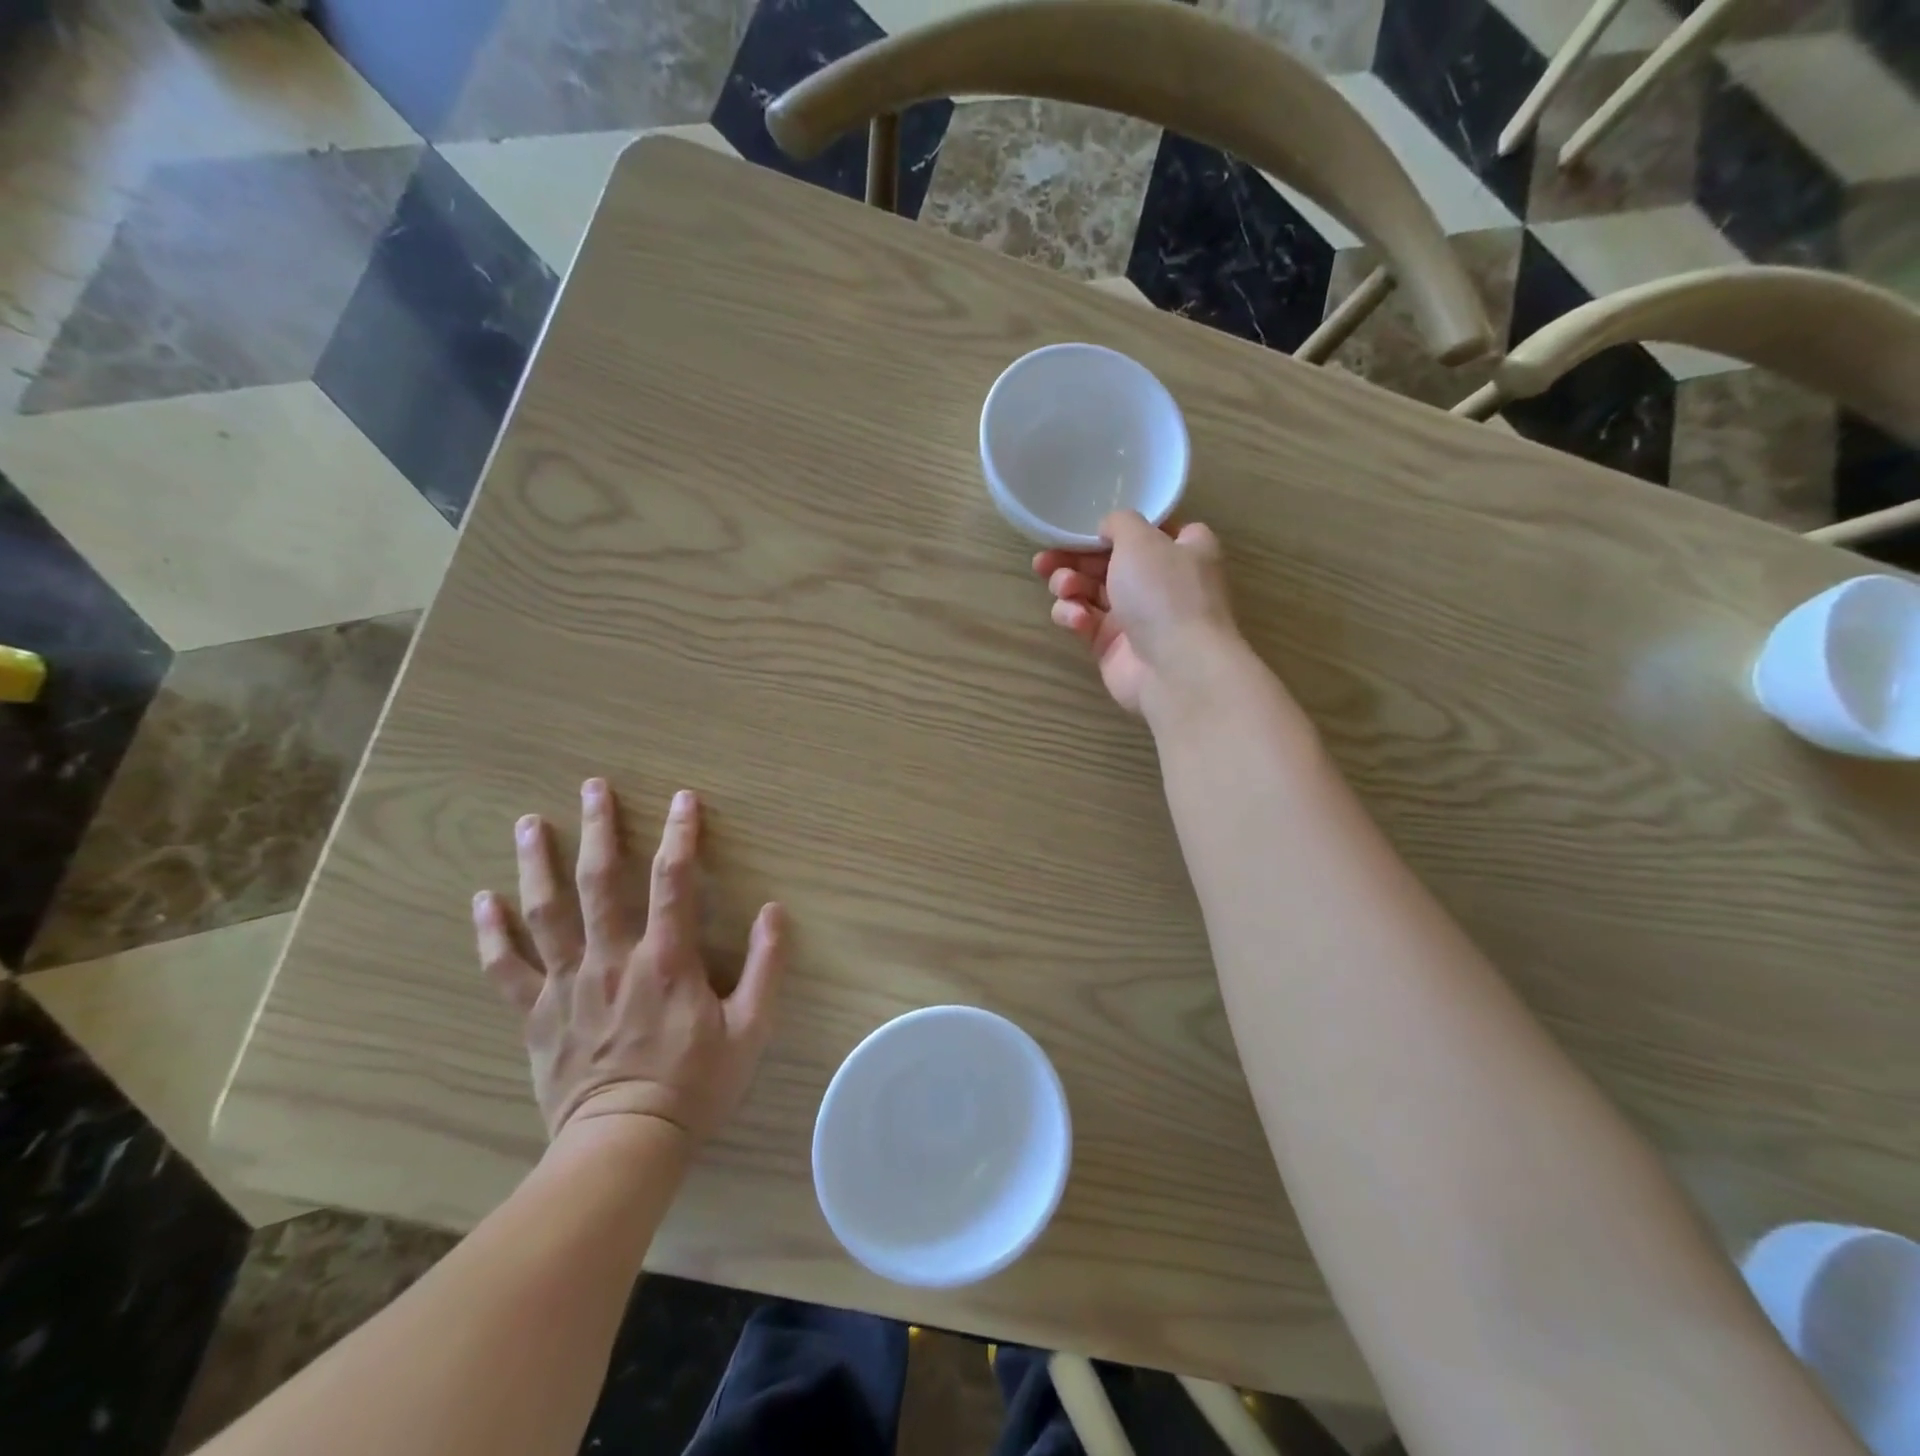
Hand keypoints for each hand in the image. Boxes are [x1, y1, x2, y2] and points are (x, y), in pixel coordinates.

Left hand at [472, 781, 787, 1144]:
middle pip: (600, 882)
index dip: (681, 835)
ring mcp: (567, 984)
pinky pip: (506, 967)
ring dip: (536, 863)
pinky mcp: (536, 1013)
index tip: (683, 798)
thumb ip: (766, 967)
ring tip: (528, 822)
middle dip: (598, 829)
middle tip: (593, 786)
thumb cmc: (694, 1085)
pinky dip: (490, 933)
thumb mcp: (751, 1030)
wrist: (624, 1145)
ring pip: (545, 913)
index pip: (673, 881)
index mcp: (666, 959)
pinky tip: (481, 900)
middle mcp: (612, 959)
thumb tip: (773, 911)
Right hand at [1035, 509, 1240, 715]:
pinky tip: (1077, 619)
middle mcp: (1161, 581)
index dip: (1119, 526)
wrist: (1175, 668)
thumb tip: (1107, 528)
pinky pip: (1085, 622)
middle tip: (1045, 560)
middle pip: (1109, 560)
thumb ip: (1119, 523)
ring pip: (1091, 591)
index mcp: (1182, 550)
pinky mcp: (1112, 646)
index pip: (1150, 530)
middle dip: (1074, 558)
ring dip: (1070, 585)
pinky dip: (1075, 616)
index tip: (1090, 526)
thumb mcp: (1141, 539)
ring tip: (1064, 588)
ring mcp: (1136, 616)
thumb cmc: (1164, 593)